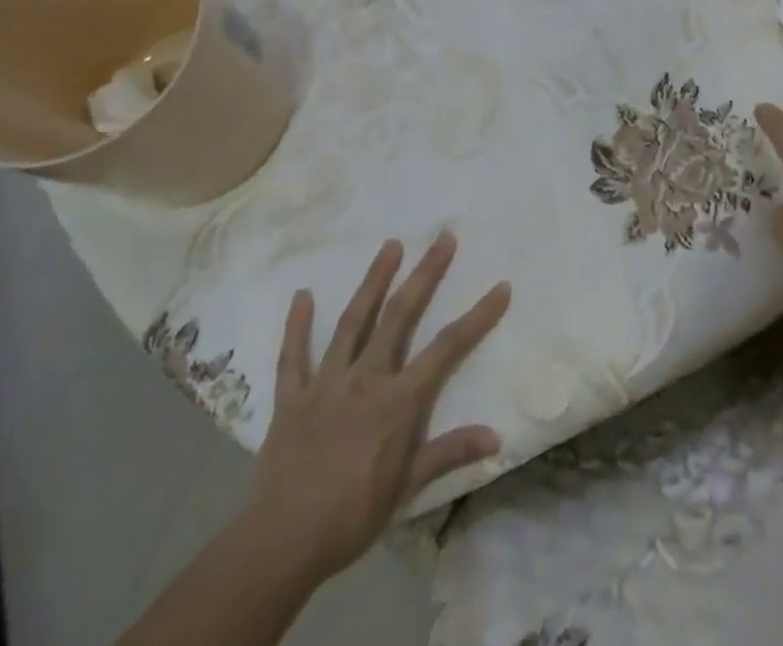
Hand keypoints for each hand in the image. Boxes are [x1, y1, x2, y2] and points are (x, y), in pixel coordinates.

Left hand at [245, 233, 510, 583]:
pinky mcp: (292, 396)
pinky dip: (297, 325)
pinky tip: (302, 295)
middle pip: (400, 315)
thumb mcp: (408, 487)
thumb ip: (450, 452)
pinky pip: (293, 355)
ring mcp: (327, 382)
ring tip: (390, 245)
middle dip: (425, 274)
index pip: (448, 348)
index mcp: (398, 399)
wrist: (280, 544)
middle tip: (443, 237)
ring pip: (353, 321)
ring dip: (373, 280)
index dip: (478, 316)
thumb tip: (497, 436)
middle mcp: (366, 377)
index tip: (501, 287)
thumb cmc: (352, 516)